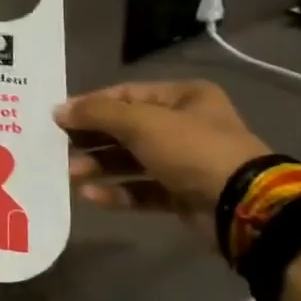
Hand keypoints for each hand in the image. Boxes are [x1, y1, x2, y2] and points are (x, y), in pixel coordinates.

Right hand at [54, 80, 270, 248]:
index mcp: (183, 97)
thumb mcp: (140, 122)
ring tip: (70, 174)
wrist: (242, 206)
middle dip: (92, 139)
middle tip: (59, 148)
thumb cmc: (191, 149)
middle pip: (125, 128)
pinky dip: (117, 192)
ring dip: (99, 167)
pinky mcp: (182, 194)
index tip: (58, 118)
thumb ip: (97, 114)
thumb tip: (58, 110)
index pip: (125, 94)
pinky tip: (91, 196)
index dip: (90, 105)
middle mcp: (185, 125)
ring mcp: (185, 162)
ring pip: (131, 161)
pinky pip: (142, 189)